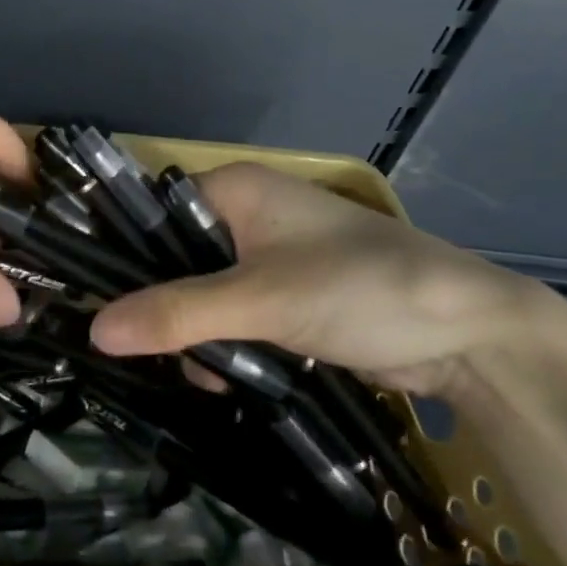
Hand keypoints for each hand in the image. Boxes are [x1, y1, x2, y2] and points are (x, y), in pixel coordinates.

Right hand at [86, 161, 565, 396]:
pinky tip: (232, 376)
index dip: (127, 254)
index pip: (154, 210)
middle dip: (167, 307)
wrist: (472, 336)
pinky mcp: (290, 293)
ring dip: (199, 333)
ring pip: (203, 290)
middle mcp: (248, 212)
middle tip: (164, 353)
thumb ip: (176, 315)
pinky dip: (228, 342)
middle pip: (176, 256)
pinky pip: (235, 312)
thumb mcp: (260, 302)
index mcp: (235, 188)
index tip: (101, 302)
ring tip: (212, 374)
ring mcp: (271, 254)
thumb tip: (94, 330)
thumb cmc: (359, 289)